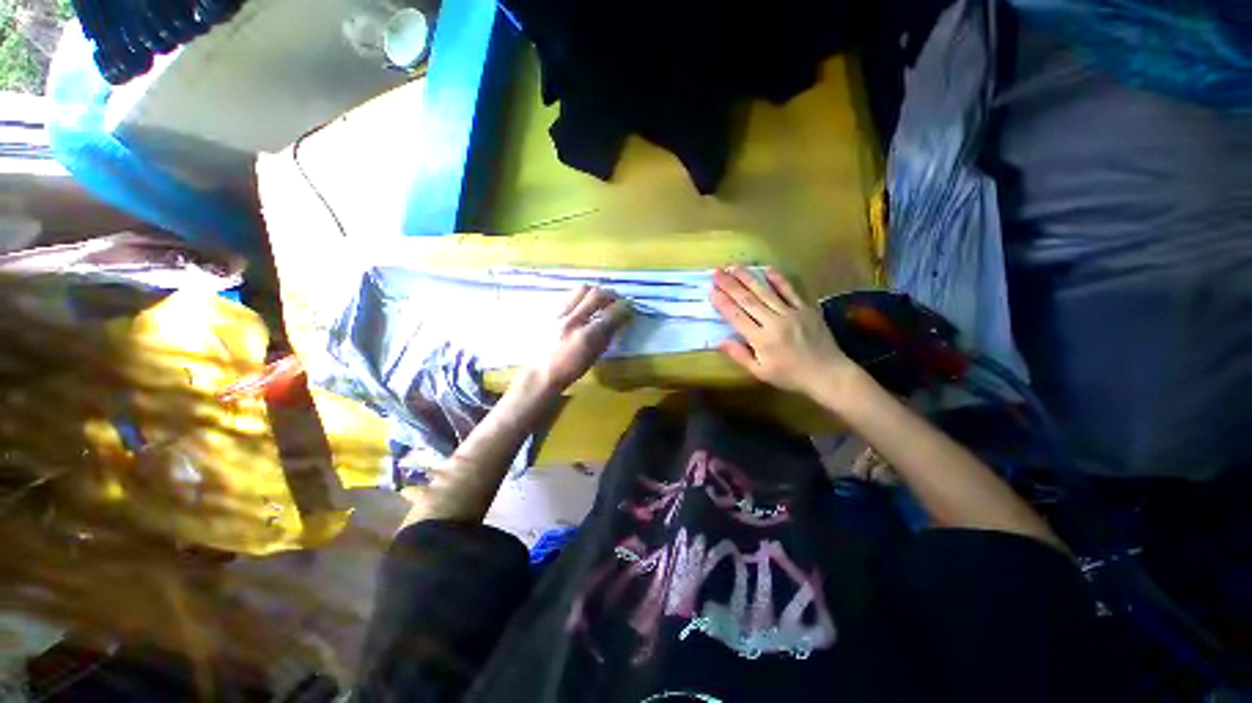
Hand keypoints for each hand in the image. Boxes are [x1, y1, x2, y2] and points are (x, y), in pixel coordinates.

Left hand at [528, 286, 631, 391]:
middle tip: (617, 300)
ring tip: (601, 299)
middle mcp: (573, 320)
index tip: (631, 307)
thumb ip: (607, 337)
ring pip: (581, 289)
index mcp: (586, 336)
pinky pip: (570, 296)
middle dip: (611, 294)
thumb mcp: (593, 357)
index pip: (611, 314)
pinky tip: (584, 305)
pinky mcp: (551, 313)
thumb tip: (619, 321)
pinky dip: (582, 296)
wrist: (540, 374)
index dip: (625, 308)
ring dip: (595, 291)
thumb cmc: (570, 370)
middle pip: (596, 294)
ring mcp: (560, 314)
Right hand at [710, 266, 856, 398]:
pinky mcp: (806, 308)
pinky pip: (790, 290)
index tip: (711, 291)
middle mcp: (775, 322)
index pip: (737, 317)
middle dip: (730, 285)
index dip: (723, 303)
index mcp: (762, 340)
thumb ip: (740, 356)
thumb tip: (719, 341)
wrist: (828, 374)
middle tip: (717, 273)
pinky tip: (766, 268)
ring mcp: (792, 313)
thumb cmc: (790, 376)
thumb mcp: (761, 373)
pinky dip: (778, 279)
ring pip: (766, 292)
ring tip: (734, 266)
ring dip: (748, 278)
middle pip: (748, 300)